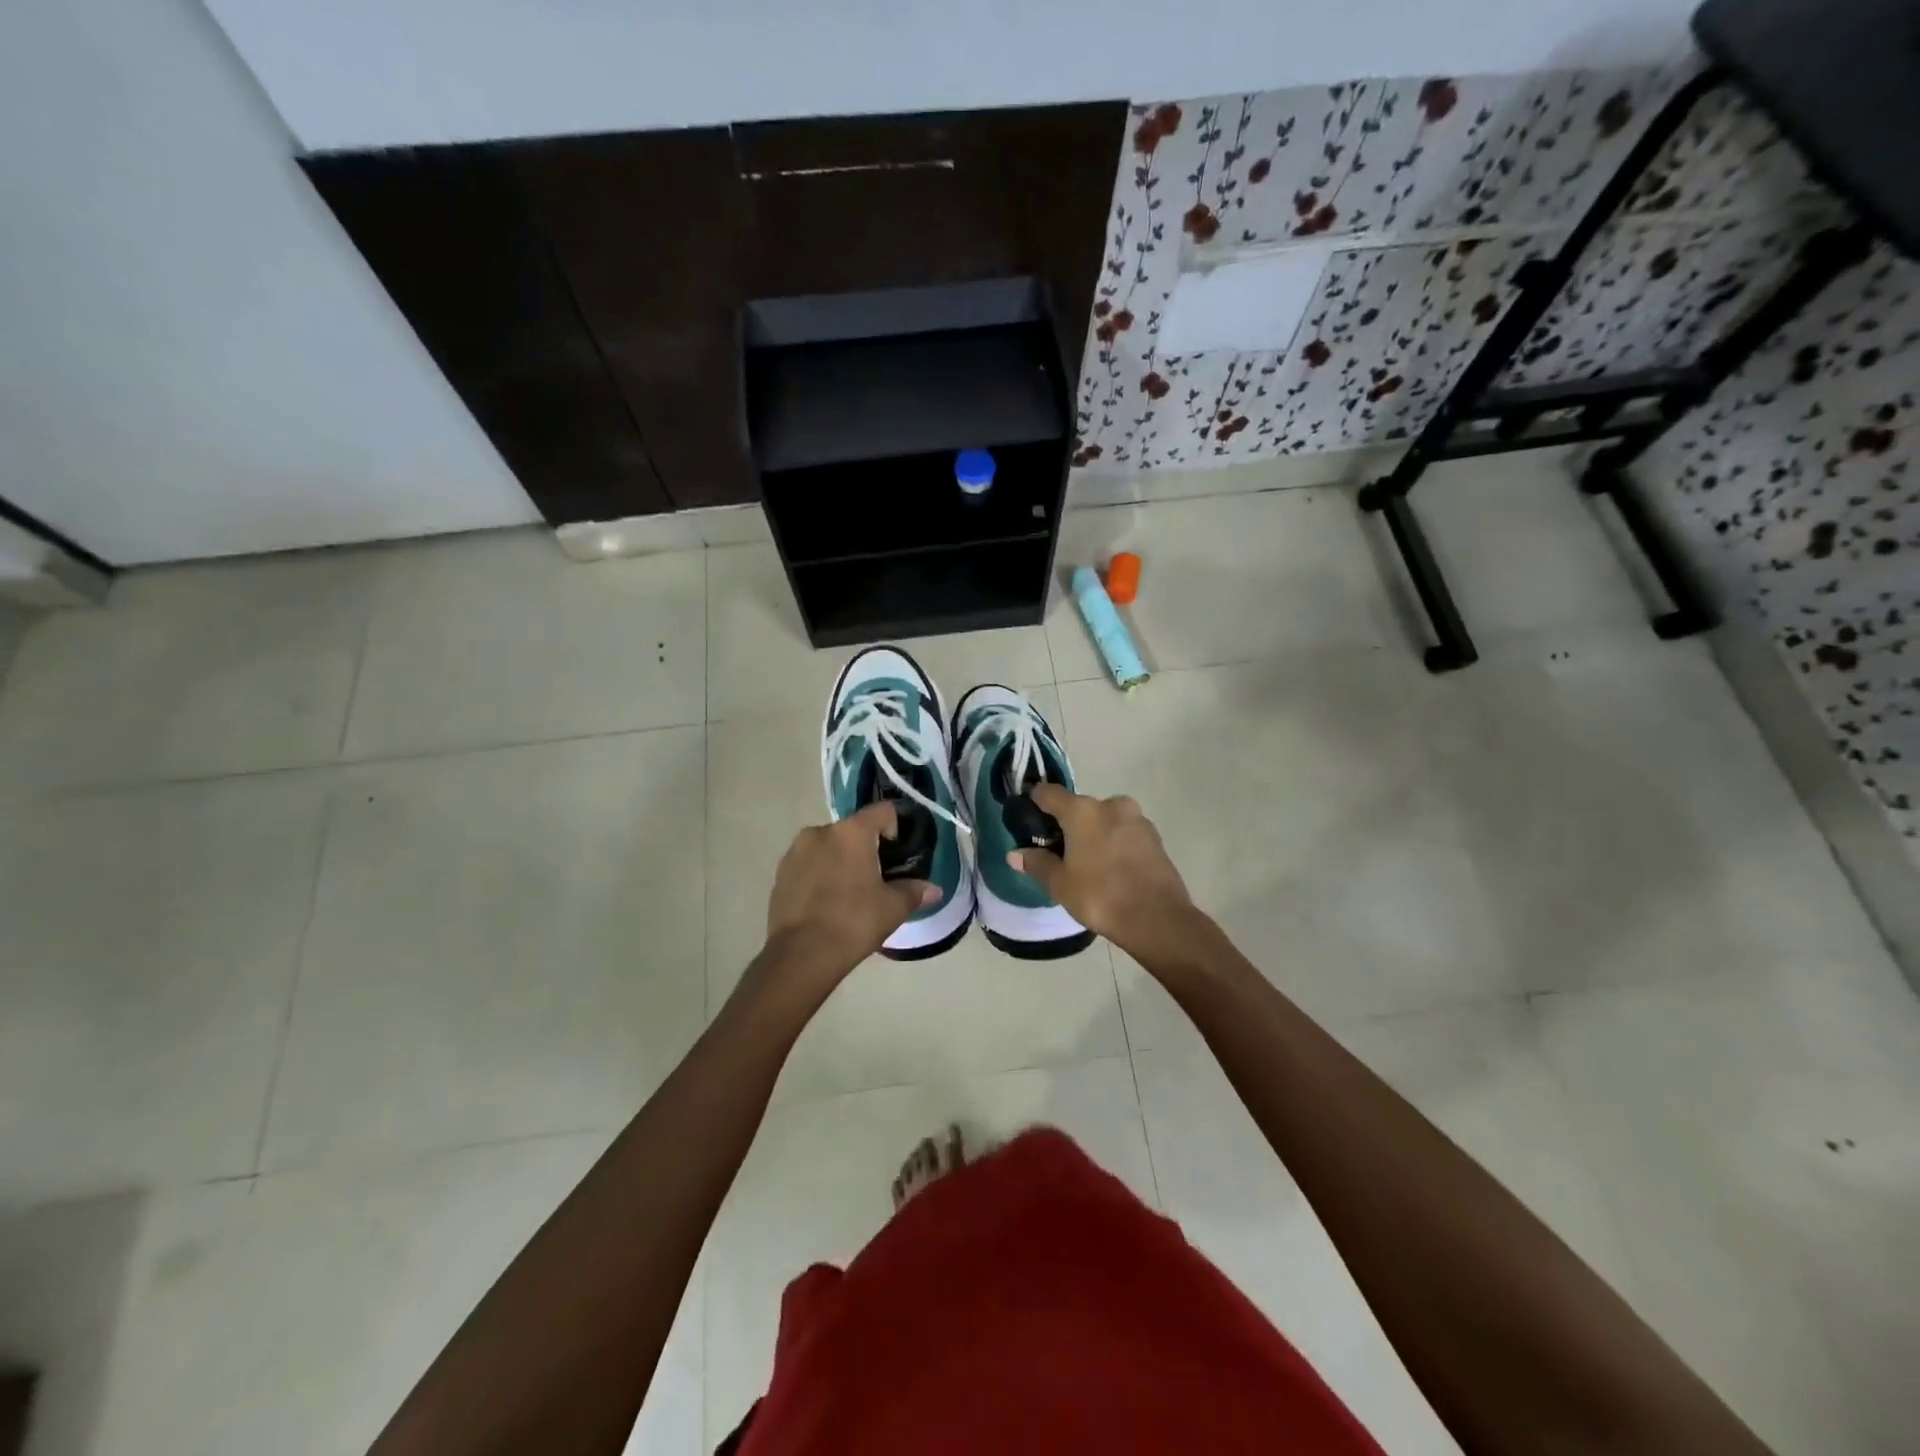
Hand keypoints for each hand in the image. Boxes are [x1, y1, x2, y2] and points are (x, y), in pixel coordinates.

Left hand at [758, 802, 937, 992]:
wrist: (802, 955)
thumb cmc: (854, 922)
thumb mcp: (893, 908)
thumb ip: (914, 891)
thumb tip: (934, 890)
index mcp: (852, 832)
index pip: (883, 811)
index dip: (895, 828)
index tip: (898, 856)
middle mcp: (820, 832)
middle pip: (853, 830)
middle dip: (866, 848)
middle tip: (876, 879)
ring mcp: (795, 852)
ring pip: (828, 847)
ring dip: (840, 861)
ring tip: (849, 894)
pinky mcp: (780, 873)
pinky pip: (808, 865)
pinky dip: (820, 875)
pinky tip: (826, 904)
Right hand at [1012, 785, 1194, 959]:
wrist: (1157, 918)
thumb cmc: (1100, 896)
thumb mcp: (1061, 884)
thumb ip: (1037, 863)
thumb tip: (1015, 853)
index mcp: (1082, 811)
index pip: (1049, 793)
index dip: (1035, 801)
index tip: (1028, 816)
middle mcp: (1111, 805)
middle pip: (1080, 807)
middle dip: (1068, 824)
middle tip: (1059, 850)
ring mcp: (1137, 819)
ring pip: (1105, 819)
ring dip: (1094, 833)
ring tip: (1087, 863)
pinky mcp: (1155, 837)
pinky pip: (1125, 833)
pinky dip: (1115, 843)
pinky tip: (1111, 868)